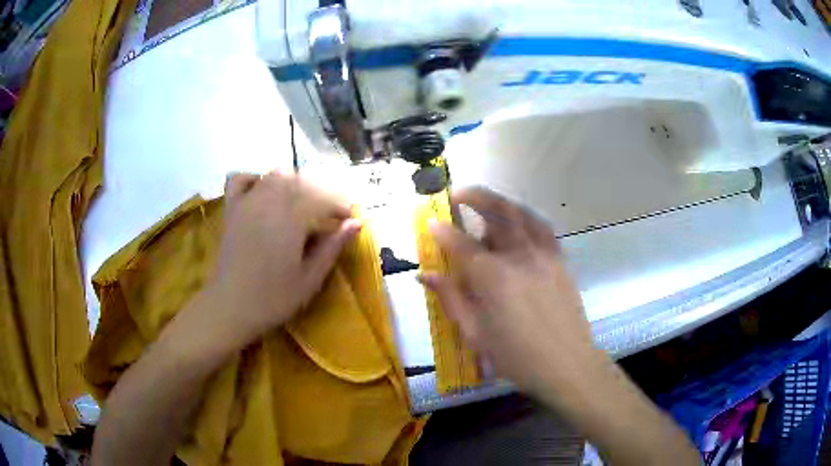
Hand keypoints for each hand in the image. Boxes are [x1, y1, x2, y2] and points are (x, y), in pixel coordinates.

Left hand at [202, 172, 361, 349]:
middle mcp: (269, 202)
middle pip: (301, 182)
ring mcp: (247, 202)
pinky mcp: (231, 209)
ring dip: (293, 182)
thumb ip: (333, 247)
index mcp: (291, 219)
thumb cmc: (273, 299)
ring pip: (274, 175)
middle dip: (319, 193)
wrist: (230, 307)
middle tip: (328, 214)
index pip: (322, 199)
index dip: (339, 206)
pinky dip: (254, 178)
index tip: (349, 218)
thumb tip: (357, 223)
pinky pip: (240, 179)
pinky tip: (262, 191)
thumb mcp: (310, 279)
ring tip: (301, 202)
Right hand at [420, 187, 603, 401]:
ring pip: (522, 214)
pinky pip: (542, 227)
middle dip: (475, 196)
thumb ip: (450, 299)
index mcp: (493, 278)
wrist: (566, 363)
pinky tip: (518, 222)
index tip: (430, 221)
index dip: (442, 231)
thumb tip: (424, 275)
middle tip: (457, 193)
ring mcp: (544, 255)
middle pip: (498, 213)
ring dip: (501, 202)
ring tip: (486, 202)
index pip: (461, 244)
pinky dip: (525, 217)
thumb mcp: (475, 333)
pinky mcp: (560, 260)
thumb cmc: (516, 356)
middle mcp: (519, 257)